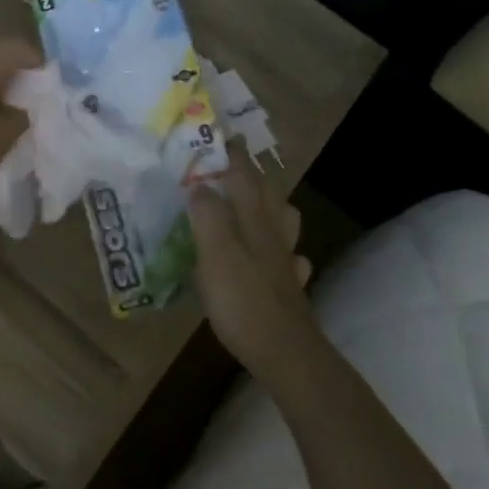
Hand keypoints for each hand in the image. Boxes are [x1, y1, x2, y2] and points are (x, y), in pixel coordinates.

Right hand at [189, 142, 319, 380]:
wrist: (285, 351)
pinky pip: (287, 260)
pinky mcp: (288, 289)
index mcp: (253, 222)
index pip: (244, 178)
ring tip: (253, 206)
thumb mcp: (214, 254)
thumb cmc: (243, 300)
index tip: (226, 136)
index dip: (235, 156)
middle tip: (234, 168)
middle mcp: (273, 236)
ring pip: (284, 224)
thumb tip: (199, 186)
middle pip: (269, 197)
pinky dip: (280, 251)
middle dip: (253, 178)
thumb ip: (207, 217)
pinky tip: (272, 258)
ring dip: (272, 209)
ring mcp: (284, 263)